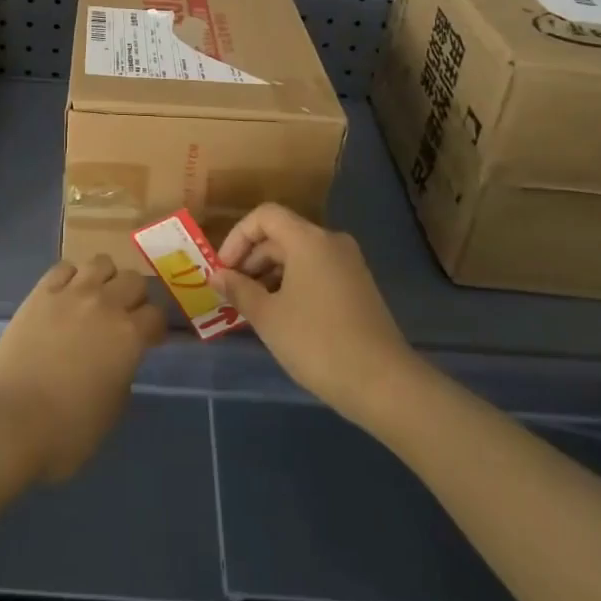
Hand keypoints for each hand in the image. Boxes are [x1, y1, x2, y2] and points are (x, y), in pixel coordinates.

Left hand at [0, 257, 166, 482]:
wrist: (9, 420)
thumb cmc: (65, 431)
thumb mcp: (111, 412)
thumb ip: (123, 377)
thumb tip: (118, 362)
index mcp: (129, 336)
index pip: (156, 315)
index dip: (155, 328)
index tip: (149, 340)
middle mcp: (105, 305)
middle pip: (133, 280)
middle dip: (135, 297)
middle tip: (125, 317)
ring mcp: (71, 293)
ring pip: (101, 262)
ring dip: (105, 278)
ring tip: (96, 298)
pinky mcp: (41, 292)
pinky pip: (64, 267)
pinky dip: (71, 276)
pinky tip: (66, 295)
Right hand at [213, 204, 417, 426]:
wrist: (384, 384)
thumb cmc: (317, 343)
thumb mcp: (268, 317)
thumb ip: (238, 290)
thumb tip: (216, 275)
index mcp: (308, 239)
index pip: (264, 216)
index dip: (237, 237)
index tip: (223, 270)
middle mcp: (331, 241)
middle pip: (281, 235)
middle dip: (251, 259)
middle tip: (232, 293)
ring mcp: (349, 264)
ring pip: (298, 255)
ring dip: (270, 274)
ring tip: (252, 308)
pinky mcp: (358, 287)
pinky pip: (316, 271)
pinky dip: (292, 284)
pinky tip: (281, 316)